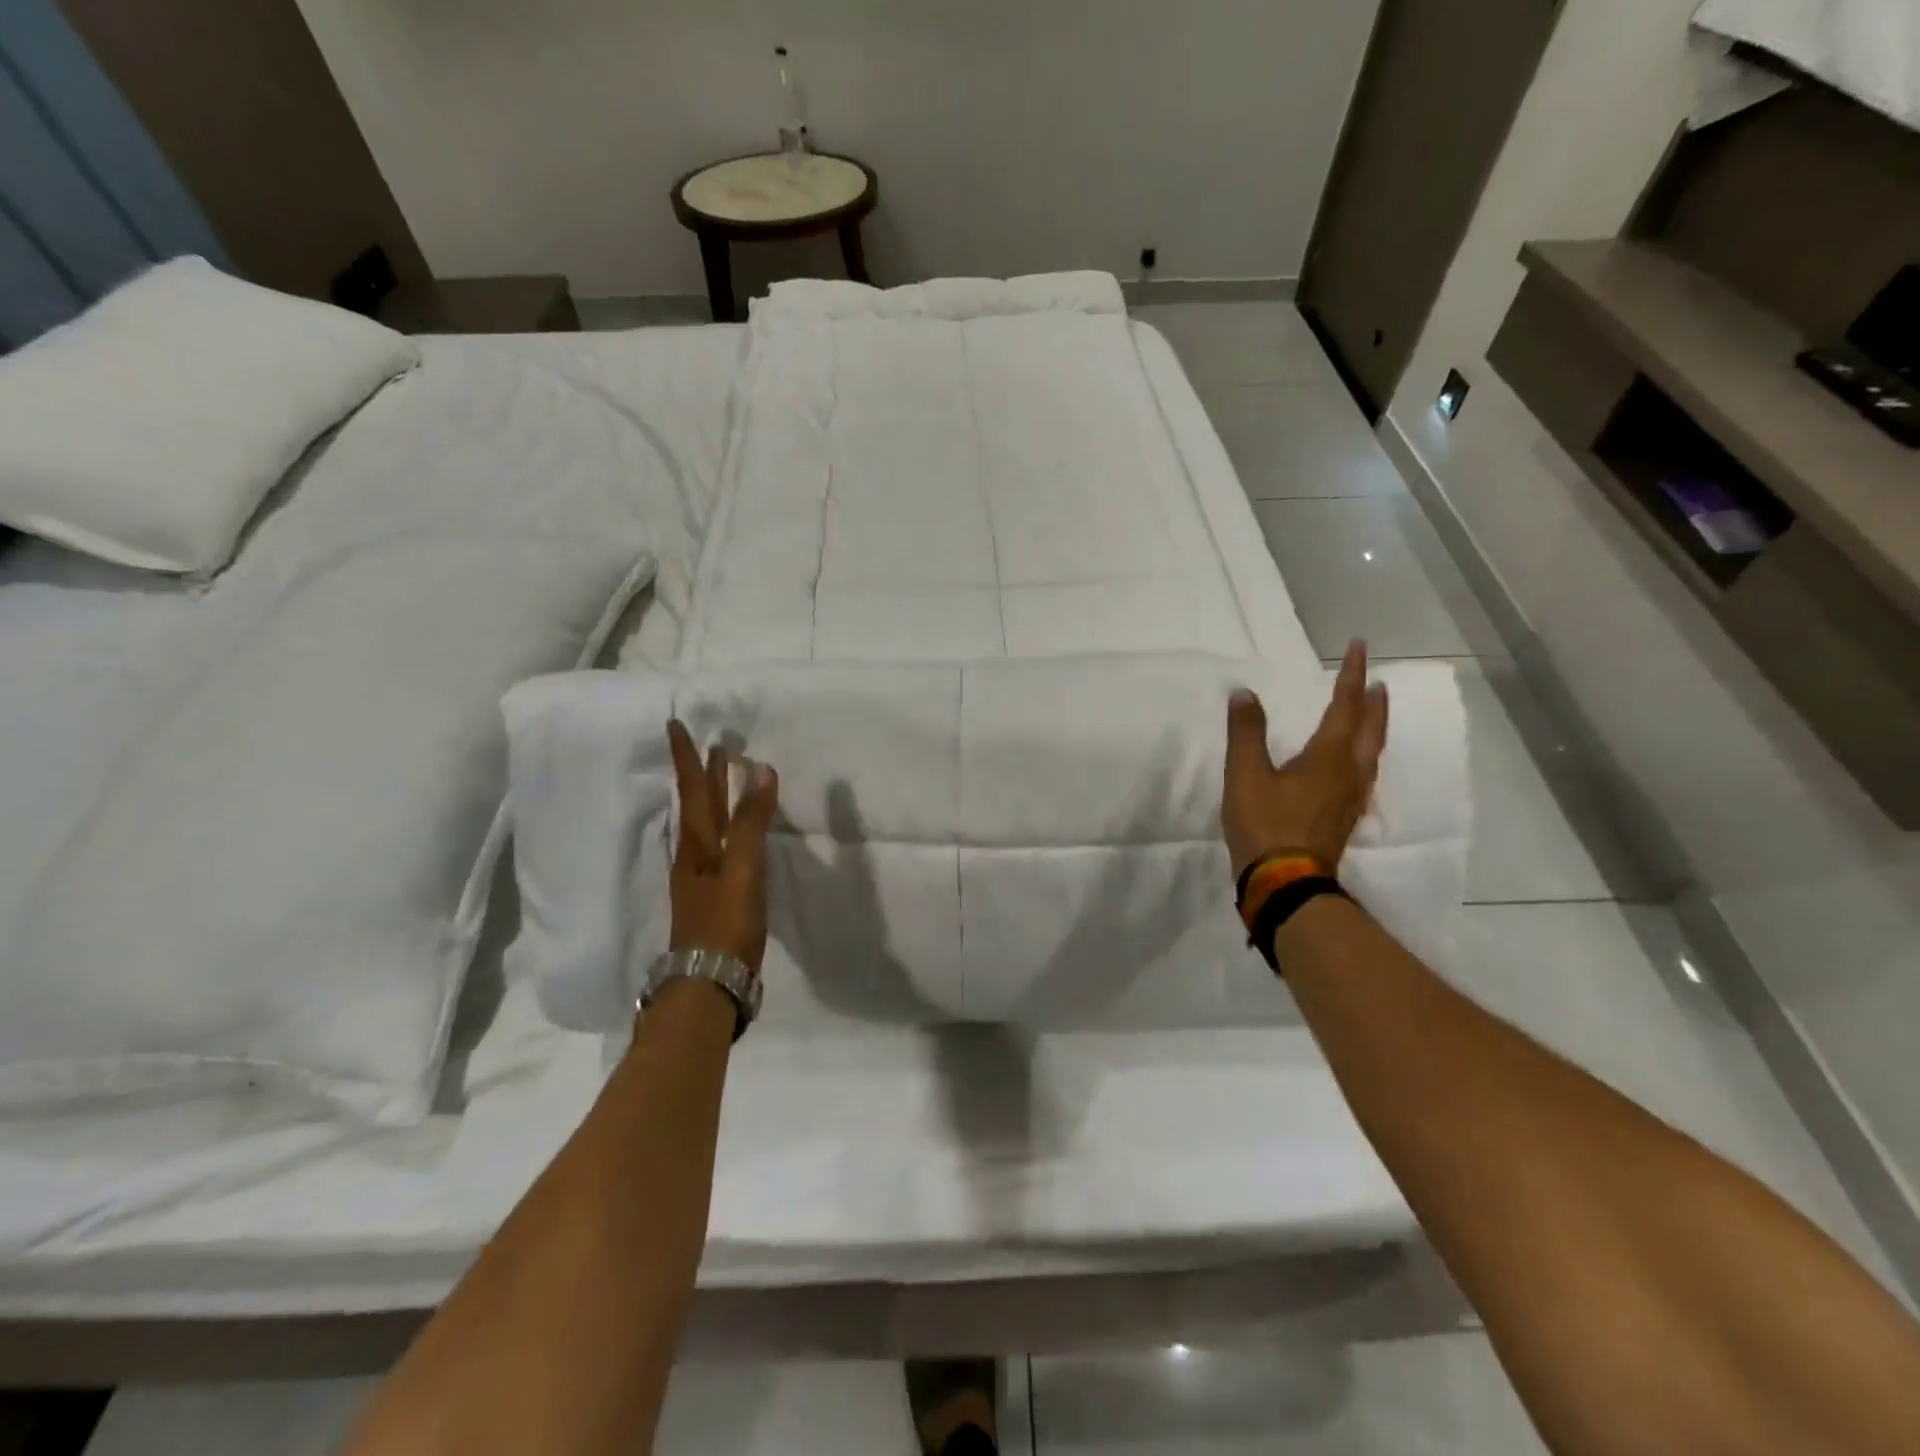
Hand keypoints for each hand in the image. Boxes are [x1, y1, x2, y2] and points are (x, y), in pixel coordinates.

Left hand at [666, 720, 779, 972]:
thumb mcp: (742, 869)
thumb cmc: (725, 923)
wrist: (708, 984)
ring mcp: (702, 879)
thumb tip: (759, 770)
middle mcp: (694, 856)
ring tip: (723, 779)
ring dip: (713, 798)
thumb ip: (751, 822)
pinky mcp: (715, 896)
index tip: (676, 725)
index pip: (694, 791)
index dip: (688, 759)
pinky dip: (725, 827)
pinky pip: (718, 847)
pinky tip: (730, 835)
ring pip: (706, 826)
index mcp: (698, 845)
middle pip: (699, 806)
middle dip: (704, 774)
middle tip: (713, 745)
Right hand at [1223, 640, 1388, 876]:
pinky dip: (1363, 757)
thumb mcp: (1246, 775)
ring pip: (1370, 755)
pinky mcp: (1343, 819)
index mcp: (1328, 757)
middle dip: (1373, 704)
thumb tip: (1244, 694)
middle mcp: (1349, 773)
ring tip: (1372, 715)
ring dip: (1374, 729)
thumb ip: (1246, 732)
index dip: (1352, 676)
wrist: (1284, 883)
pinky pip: (1362, 776)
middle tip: (1378, 683)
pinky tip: (1355, 766)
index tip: (1359, 648)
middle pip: (1370, 730)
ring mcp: (1350, 799)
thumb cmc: (1266, 824)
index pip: (1345, 707)